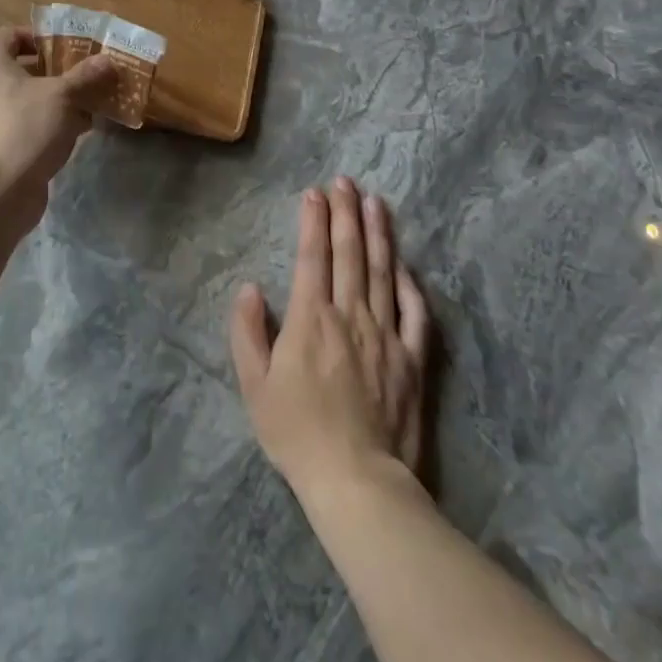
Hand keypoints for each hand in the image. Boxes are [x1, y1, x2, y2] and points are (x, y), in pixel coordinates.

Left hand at [0, 27, 115, 236]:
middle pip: (23, 67)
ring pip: (27, 98)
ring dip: (59, 100)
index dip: (44, 37)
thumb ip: (86, 75)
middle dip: (59, 72)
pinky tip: (79, 131)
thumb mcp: (63, 96)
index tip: (73, 47)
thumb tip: (108, 60)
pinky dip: (49, 123)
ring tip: (92, 102)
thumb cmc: (24, 129)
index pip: (13, 34)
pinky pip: (25, 123)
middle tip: (89, 74)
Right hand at [230, 177, 431, 501]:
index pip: (312, 256)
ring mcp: (386, 335)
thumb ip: (247, 332)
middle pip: (349, 253)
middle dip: (346, 212)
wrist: (358, 481)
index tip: (314, 192)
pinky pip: (414, 313)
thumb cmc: (298, 432)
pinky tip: (404, 264)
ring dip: (378, 233)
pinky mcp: (412, 360)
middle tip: (346, 181)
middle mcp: (350, 315)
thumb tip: (249, 287)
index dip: (313, 220)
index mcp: (311, 318)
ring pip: (382, 272)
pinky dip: (409, 284)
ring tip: (376, 202)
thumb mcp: (254, 385)